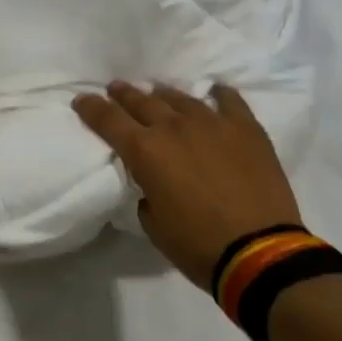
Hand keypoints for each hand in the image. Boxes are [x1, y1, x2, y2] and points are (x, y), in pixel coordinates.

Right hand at [73, 81, 303, 287]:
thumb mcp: (154, 224)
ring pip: (180, 98)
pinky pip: (229, 101)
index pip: (108, 120)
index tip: (81, 100)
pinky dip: (218, 95)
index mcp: (145, 152)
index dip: (91, 108)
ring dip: (163, 95)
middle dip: (124, 94)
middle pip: (141, 101)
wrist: (260, 252)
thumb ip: (146, 194)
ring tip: (157, 93)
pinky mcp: (246, 129)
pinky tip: (214, 91)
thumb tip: (152, 185)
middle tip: (116, 88)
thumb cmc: (198, 245)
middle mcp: (174, 128)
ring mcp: (213, 123)